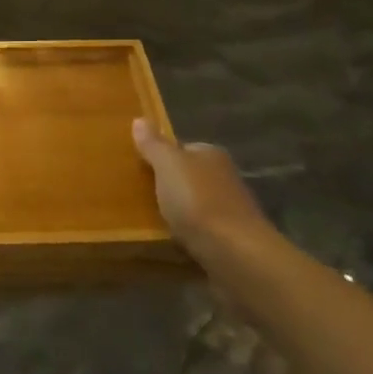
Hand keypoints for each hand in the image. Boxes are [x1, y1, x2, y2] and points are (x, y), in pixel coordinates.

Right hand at [131, 118, 282, 278]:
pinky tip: (170, 242)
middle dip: (169, 185)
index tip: (139, 168)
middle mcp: (225, 178)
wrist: (235, 254)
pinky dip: (187, 236)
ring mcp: (230, 211)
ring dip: (178, 212)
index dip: (162, 156)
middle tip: (138, 195)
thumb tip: (140, 119)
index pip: (184, 148)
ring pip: (195, 205)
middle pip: (190, 177)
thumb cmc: (198, 201)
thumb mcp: (168, 165)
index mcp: (212, 155)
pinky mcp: (230, 241)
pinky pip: (201, 232)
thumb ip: (154, 145)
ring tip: (148, 221)